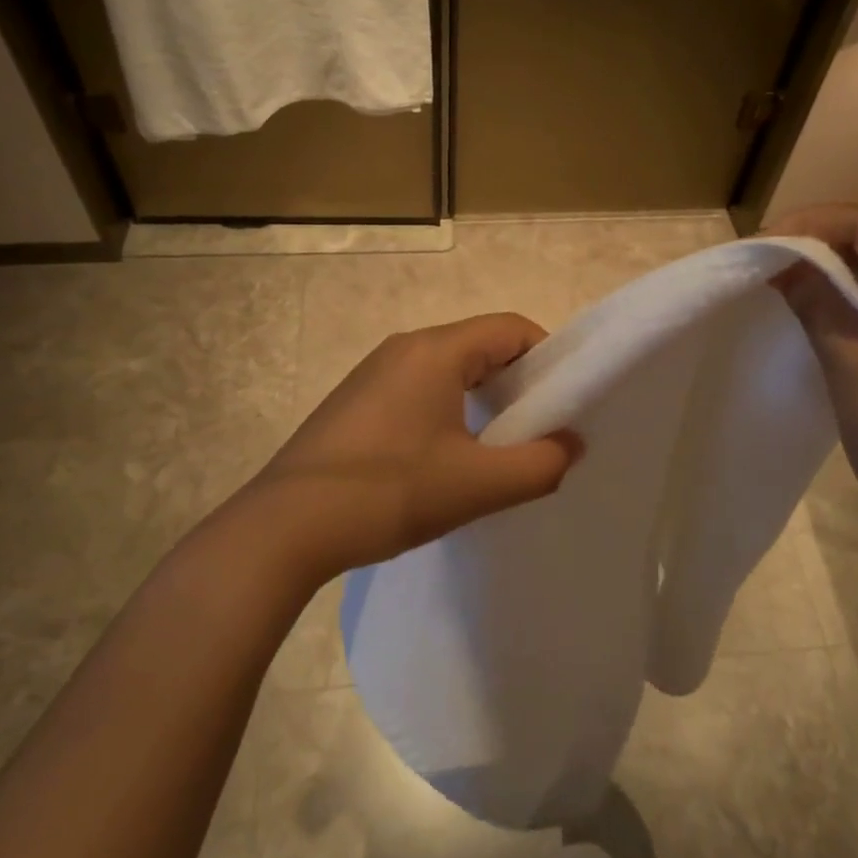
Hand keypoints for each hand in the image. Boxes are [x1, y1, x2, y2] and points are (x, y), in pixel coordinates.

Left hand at [242, 314, 581, 584]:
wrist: (285, 528)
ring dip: (481, 399)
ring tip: (495, 449)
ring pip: (448, 370)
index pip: (511, 328)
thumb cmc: (389, 493)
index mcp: (435, 350)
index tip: (564, 403)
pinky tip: (443, 459)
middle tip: (536, 430)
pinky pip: (417, 389)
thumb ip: (540, 465)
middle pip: (480, 346)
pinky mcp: (354, 402)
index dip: (547, 358)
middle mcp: (403, 347)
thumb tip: (571, 444)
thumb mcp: (478, 485)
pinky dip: (447, 410)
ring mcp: (373, 373)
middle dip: (517, 382)